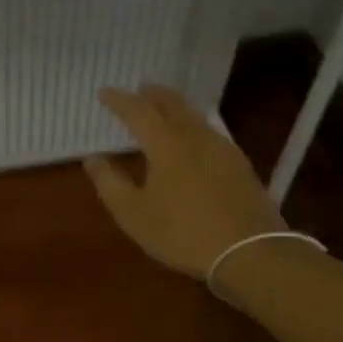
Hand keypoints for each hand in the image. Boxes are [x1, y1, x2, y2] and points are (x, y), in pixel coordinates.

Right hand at [85, 85, 285, 277]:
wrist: (250, 252)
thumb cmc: (182, 232)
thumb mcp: (134, 214)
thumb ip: (110, 183)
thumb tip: (93, 159)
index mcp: (165, 143)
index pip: (138, 111)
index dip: (119, 100)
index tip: (104, 92)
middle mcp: (194, 136)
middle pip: (172, 104)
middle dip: (152, 94)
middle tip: (139, 90)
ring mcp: (221, 148)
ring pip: (194, 116)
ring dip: (175, 107)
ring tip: (163, 110)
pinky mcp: (239, 164)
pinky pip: (209, 132)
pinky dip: (192, 125)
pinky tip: (192, 140)